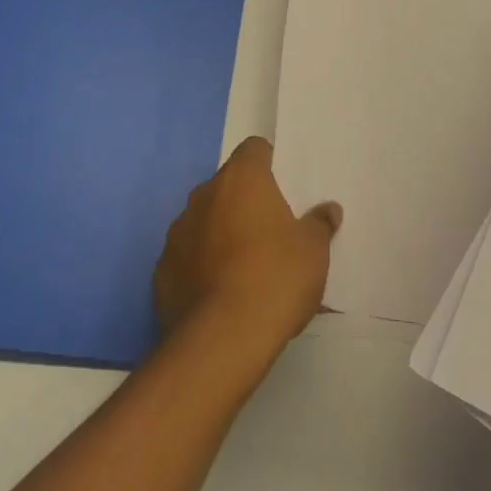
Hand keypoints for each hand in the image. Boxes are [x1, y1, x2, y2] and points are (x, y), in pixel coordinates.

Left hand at [154, 137, 341, 353]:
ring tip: (244, 267)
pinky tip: (219, 294)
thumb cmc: (275, 278)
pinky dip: (200, 266)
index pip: (254, 149)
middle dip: (245, 202)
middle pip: (228, 185)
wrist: (221, 340)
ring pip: (204, 220)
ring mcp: (178, 232)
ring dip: (220, 233)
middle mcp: (204, 195)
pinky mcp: (161, 271)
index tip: (284, 189)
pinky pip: (186, 256)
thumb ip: (319, 224)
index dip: (270, 164)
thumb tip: (328, 210)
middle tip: (270, 231)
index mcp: (241, 179)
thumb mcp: (313, 251)